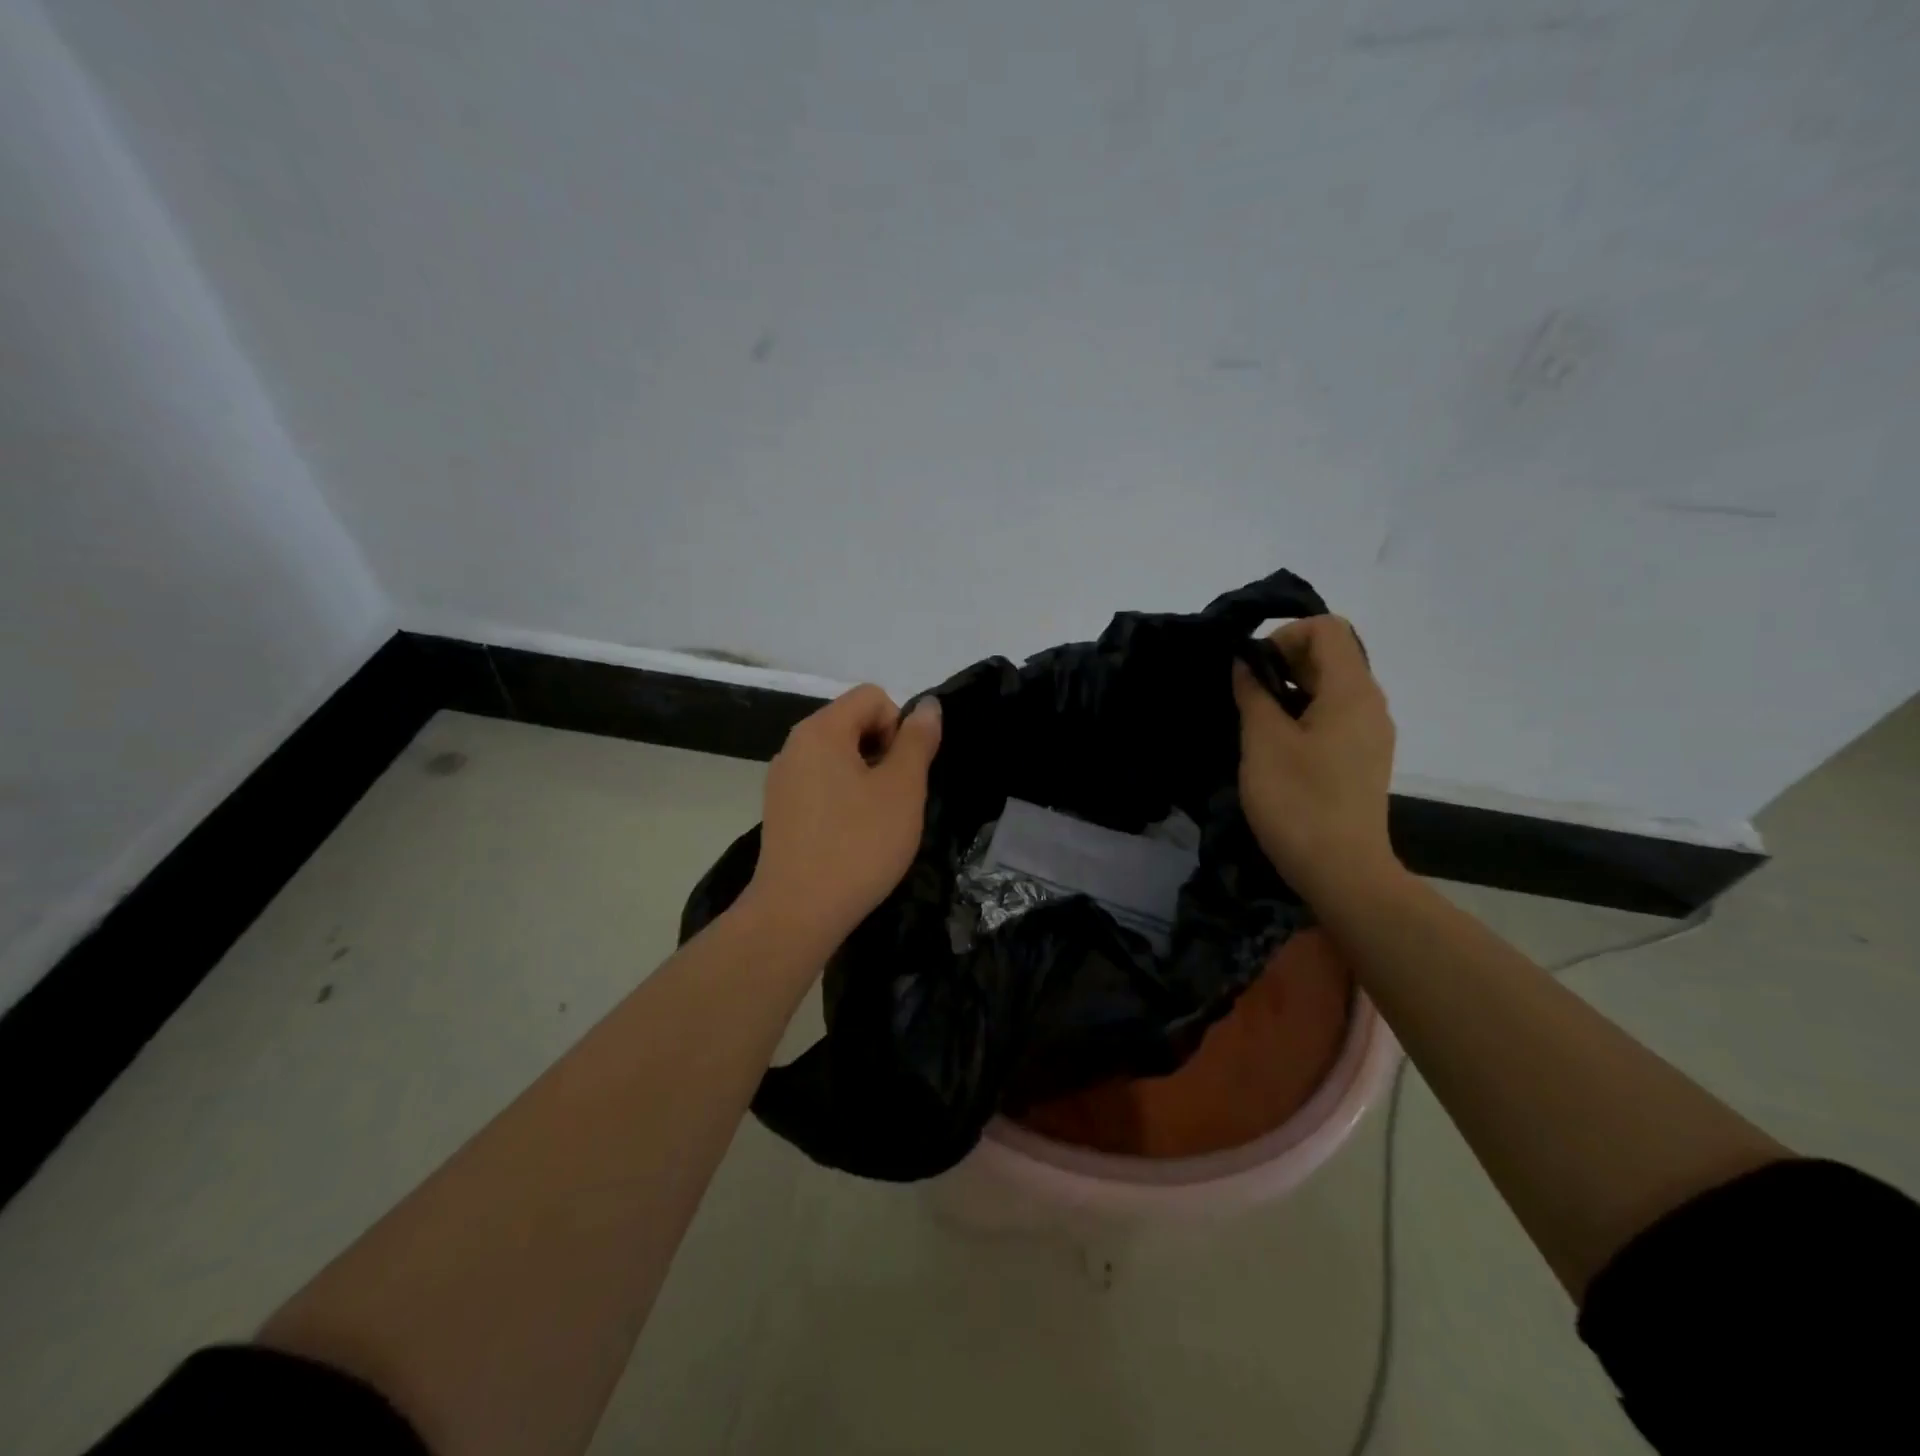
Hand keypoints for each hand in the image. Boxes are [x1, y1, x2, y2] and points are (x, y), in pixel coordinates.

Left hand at [743, 684, 941, 955]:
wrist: (797, 913)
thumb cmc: (858, 844)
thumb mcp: (902, 789)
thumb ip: (917, 741)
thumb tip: (927, 706)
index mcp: (820, 731)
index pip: (872, 697)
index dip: (899, 726)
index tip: (904, 772)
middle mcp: (794, 746)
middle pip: (852, 723)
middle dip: (884, 752)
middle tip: (897, 799)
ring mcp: (782, 780)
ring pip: (838, 757)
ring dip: (867, 777)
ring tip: (877, 821)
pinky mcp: (780, 811)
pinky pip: (821, 785)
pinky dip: (844, 799)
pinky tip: (852, 837)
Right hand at [1232, 616, 1399, 905]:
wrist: (1343, 872)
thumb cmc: (1298, 800)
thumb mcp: (1263, 742)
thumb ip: (1254, 693)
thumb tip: (1246, 663)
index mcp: (1352, 691)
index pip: (1326, 628)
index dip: (1284, 636)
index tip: (1253, 669)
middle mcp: (1370, 704)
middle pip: (1331, 655)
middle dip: (1284, 662)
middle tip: (1246, 695)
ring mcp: (1371, 734)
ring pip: (1331, 688)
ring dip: (1291, 690)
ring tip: (1255, 721)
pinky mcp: (1363, 759)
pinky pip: (1335, 717)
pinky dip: (1304, 715)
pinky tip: (1277, 747)